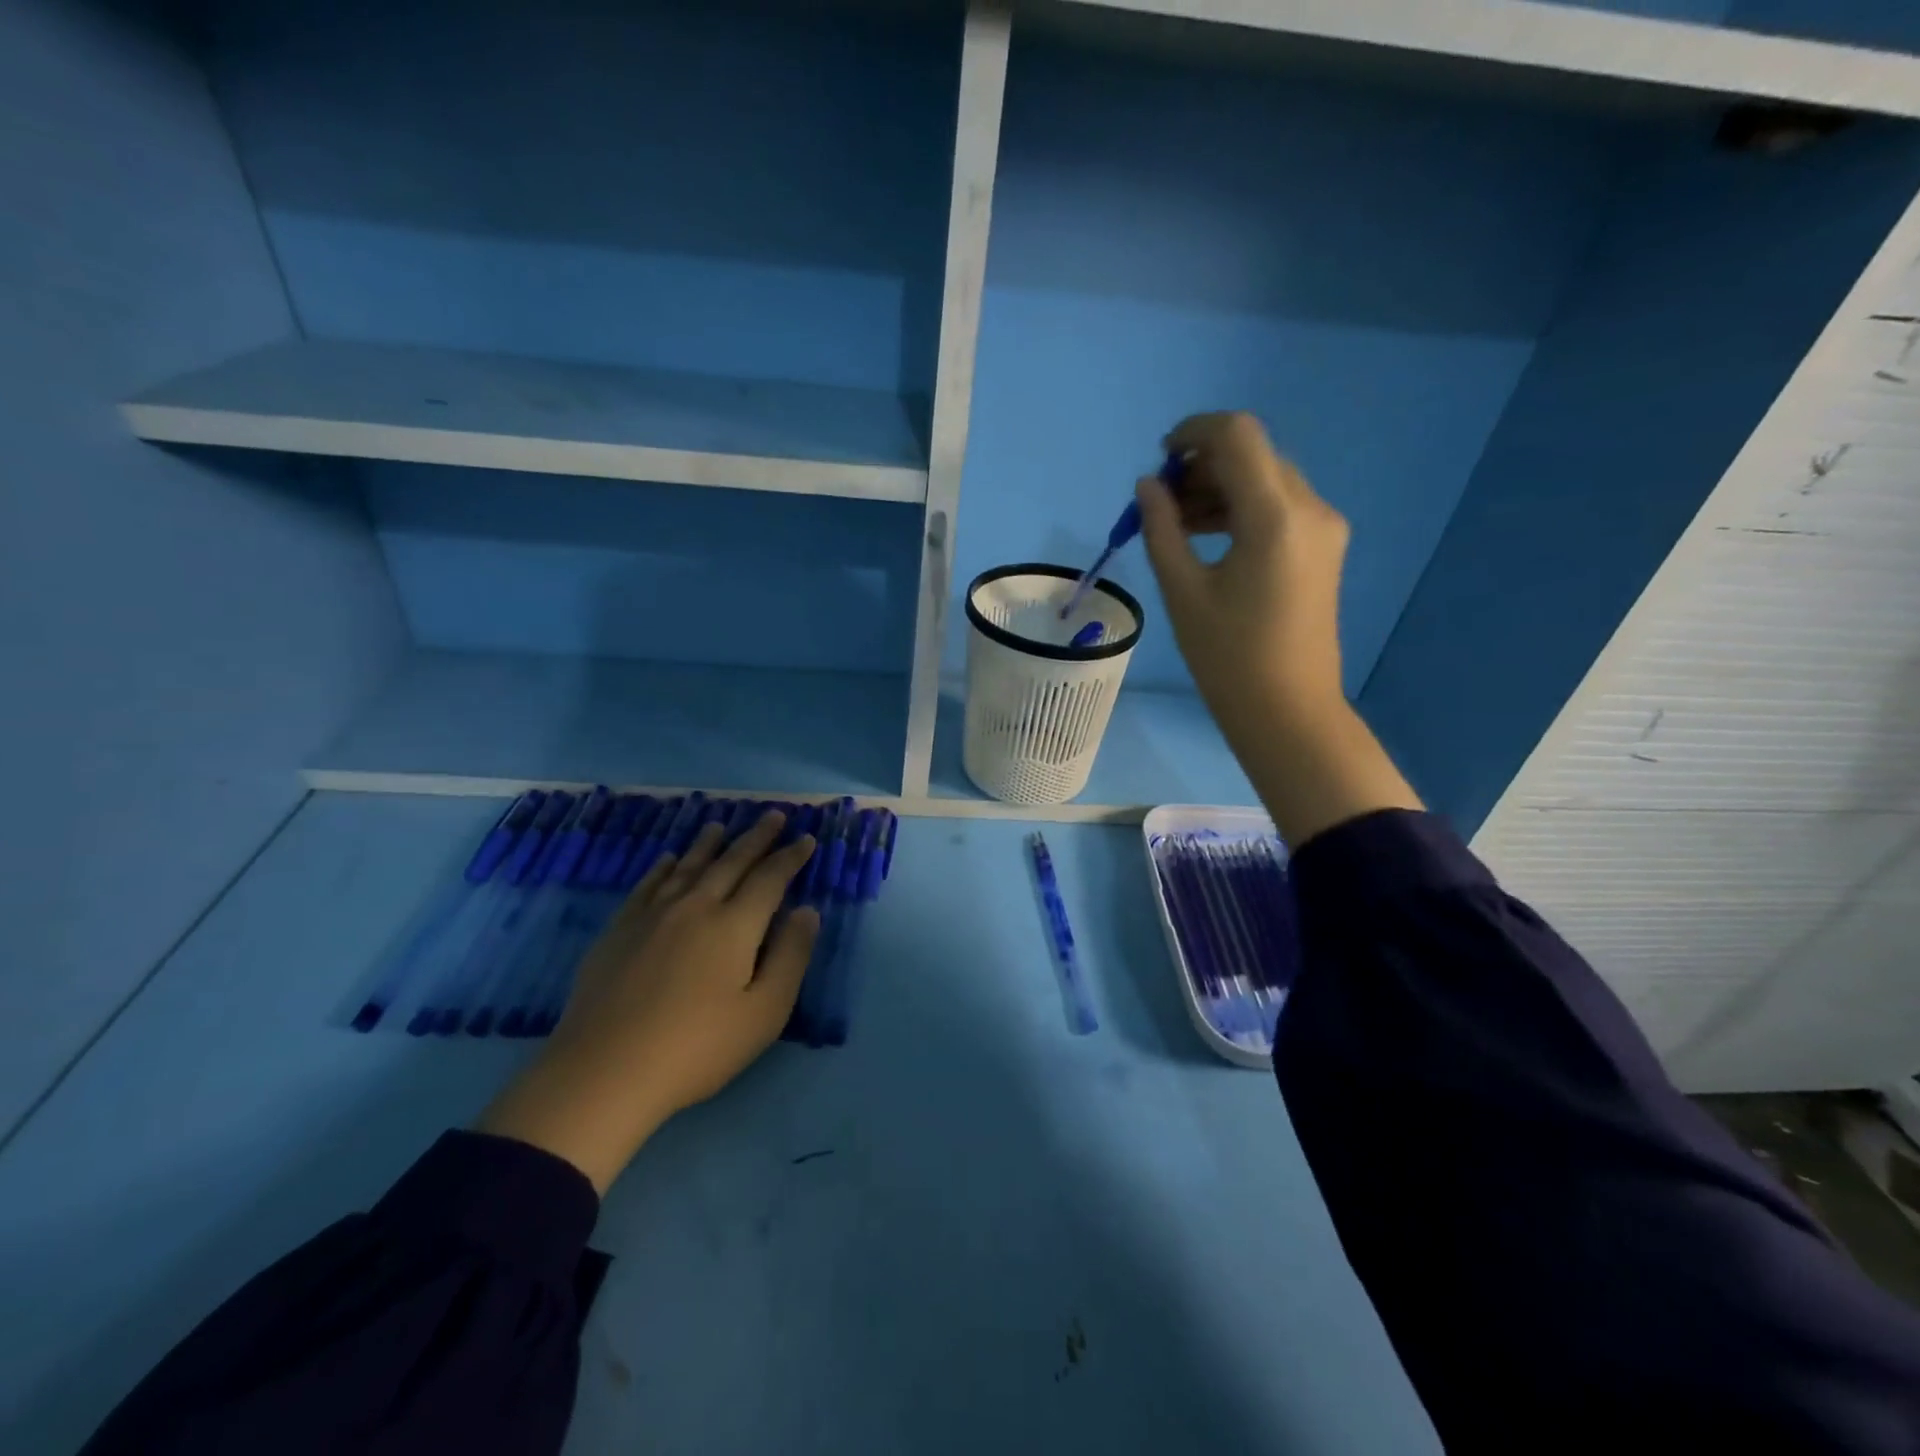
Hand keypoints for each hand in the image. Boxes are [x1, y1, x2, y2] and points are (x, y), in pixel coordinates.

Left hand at [478, 810, 818, 1192]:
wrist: (604, 1072)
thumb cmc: (697, 1048)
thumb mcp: (764, 1013)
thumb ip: (790, 956)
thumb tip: (808, 911)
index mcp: (734, 925)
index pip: (770, 878)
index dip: (790, 857)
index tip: (806, 839)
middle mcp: (695, 907)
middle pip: (731, 862)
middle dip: (756, 838)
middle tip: (774, 815)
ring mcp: (652, 916)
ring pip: (688, 866)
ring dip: (709, 843)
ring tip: (721, 825)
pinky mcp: (618, 931)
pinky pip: (648, 885)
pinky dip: (663, 867)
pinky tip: (669, 859)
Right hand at [1137, 412, 1420, 847]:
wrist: (1288, 711)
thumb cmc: (1228, 657)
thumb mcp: (1183, 591)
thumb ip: (1162, 528)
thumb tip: (1148, 486)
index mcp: (1275, 516)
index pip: (1237, 436)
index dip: (1193, 433)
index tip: (1159, 459)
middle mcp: (1310, 509)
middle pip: (1253, 456)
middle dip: (1202, 467)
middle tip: (1160, 504)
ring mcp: (1323, 528)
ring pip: (1267, 480)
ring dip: (1220, 489)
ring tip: (1176, 524)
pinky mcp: (1324, 548)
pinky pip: (1280, 507)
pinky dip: (1242, 509)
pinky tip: (1209, 538)